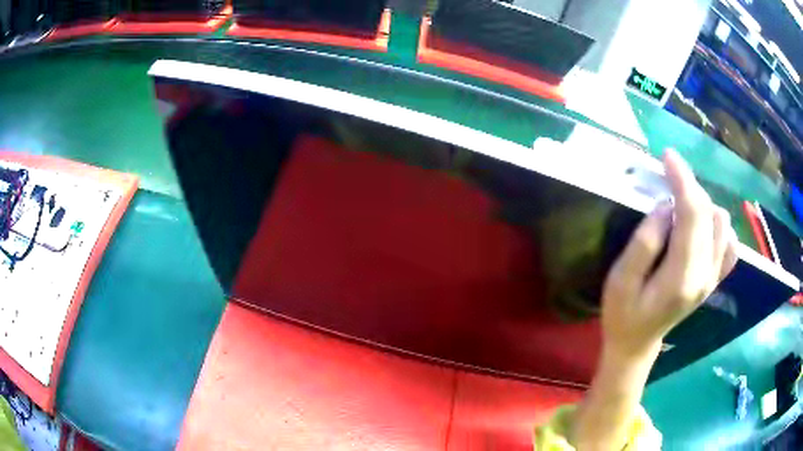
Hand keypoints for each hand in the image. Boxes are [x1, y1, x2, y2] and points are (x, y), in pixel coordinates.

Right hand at [601, 149, 737, 360]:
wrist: (637, 344)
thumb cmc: (623, 314)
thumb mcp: (620, 280)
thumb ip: (645, 242)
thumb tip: (666, 207)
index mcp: (682, 278)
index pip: (693, 215)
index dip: (683, 180)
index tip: (667, 156)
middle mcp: (705, 275)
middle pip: (709, 214)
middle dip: (690, 185)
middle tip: (668, 174)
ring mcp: (713, 278)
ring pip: (722, 222)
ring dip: (702, 203)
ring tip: (681, 201)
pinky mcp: (714, 279)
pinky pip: (729, 244)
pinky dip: (719, 225)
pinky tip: (704, 225)